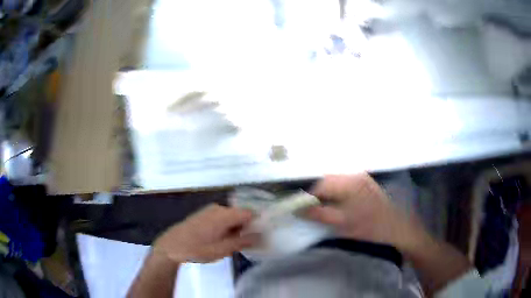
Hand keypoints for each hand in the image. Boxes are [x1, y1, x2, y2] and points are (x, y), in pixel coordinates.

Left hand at [153, 204, 256, 262]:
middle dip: (247, 227)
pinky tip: (222, 240)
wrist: (172, 246)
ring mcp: (210, 211)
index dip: (259, 223)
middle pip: (241, 214)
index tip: (263, 236)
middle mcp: (219, 208)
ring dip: (236, 228)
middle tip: (248, 243)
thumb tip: (261, 236)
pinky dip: (227, 227)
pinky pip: (222, 218)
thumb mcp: (223, 249)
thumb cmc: (198, 248)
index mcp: (225, 214)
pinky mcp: (203, 215)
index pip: (250, 213)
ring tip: (234, 244)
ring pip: (231, 217)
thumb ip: (243, 241)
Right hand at [304, 174, 426, 252]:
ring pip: (333, 179)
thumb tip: (296, 209)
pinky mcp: (363, 179)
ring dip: (324, 191)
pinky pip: (342, 181)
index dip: (306, 196)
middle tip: (309, 207)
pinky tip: (334, 200)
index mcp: (348, 183)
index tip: (299, 208)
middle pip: (325, 179)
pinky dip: (334, 190)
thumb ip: (318, 214)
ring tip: (321, 205)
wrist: (395, 225)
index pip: (319, 185)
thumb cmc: (368, 226)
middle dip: (315, 192)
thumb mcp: (341, 223)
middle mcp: (353, 173)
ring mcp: (359, 175)